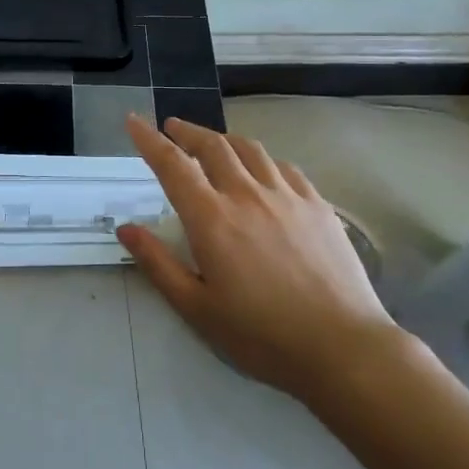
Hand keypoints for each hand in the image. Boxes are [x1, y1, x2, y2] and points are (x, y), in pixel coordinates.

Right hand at [117, 114, 402, 401]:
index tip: (134, 121)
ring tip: (213, 143)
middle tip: (172, 128)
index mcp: (211, 218)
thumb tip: (126, 228)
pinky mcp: (318, 205)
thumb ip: (158, 264)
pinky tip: (263, 170)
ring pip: (249, 149)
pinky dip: (262, 159)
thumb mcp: (197, 308)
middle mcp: (247, 194)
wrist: (342, 347)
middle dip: (186, 131)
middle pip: (212, 146)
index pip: (172, 165)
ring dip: (224, 139)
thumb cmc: (261, 335)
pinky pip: (284, 167)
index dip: (149, 140)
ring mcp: (287, 196)